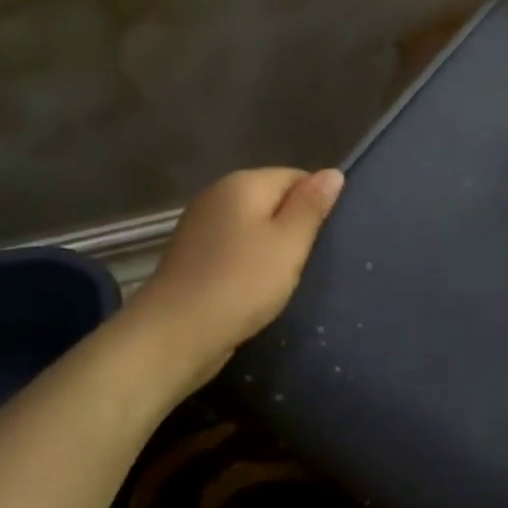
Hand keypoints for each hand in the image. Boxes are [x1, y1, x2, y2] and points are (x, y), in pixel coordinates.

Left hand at [132, 166, 344, 393]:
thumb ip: (311, 206)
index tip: (323, 240)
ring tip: (284, 278)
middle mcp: (217, 194)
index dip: (315, 205)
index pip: (296, 177)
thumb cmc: (241, 284)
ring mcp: (200, 225)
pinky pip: (234, 248)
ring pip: (253, 226)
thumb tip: (332, 172)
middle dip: (293, 227)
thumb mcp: (289, 243)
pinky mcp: (192, 255)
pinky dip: (248, 263)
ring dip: (271, 248)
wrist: (175, 334)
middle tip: (306, 262)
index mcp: (243, 182)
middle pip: (272, 200)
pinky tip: (255, 288)